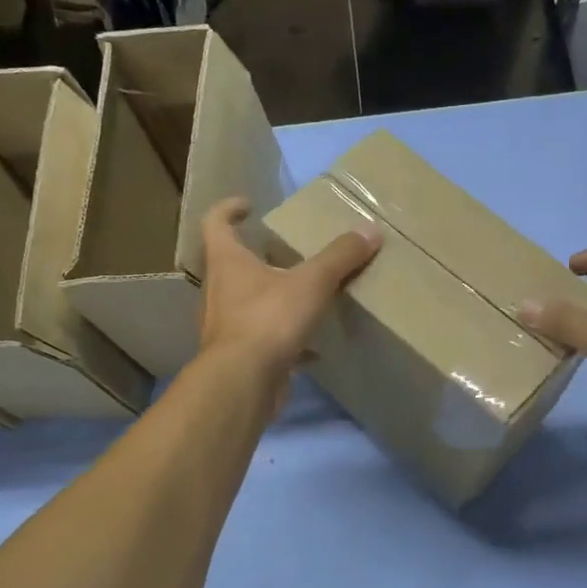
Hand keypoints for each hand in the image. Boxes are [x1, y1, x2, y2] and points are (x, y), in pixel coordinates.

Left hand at [198, 197, 378, 385]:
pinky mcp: (240, 356)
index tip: (249, 204)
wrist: (243, 382)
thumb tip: (370, 230)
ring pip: (247, 303)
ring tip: (302, 296)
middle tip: (287, 252)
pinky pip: (263, 340)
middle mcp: (219, 290)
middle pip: (232, 264)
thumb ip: (340, 257)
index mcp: (227, 262)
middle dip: (258, 256)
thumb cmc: (269, 320)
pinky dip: (286, 340)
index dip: (229, 209)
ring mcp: (226, 326)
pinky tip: (312, 348)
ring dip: (271, 297)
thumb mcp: (311, 283)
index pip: (216, 223)